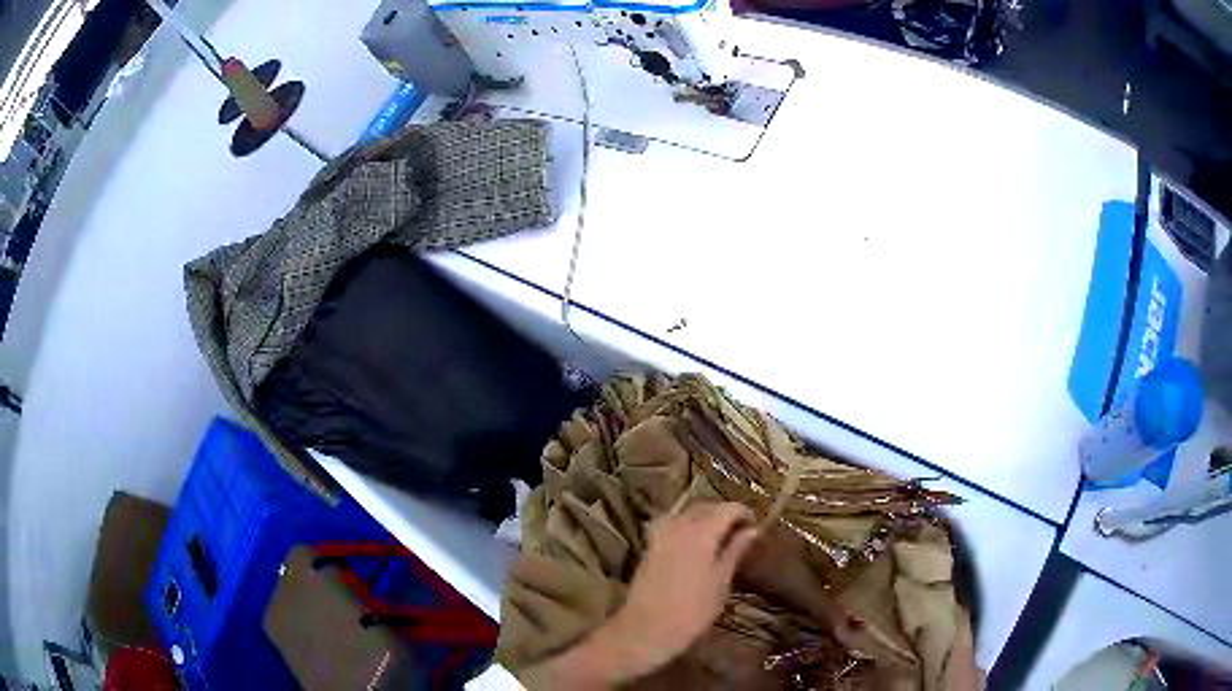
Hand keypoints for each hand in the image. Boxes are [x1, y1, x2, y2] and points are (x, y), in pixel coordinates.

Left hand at [518, 502, 758, 689]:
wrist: (646, 629)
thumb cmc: (692, 611)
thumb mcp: (721, 582)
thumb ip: (735, 551)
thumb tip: (752, 530)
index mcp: (701, 532)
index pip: (728, 509)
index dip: (744, 513)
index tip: (755, 525)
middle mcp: (679, 525)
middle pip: (705, 507)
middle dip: (724, 513)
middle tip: (741, 531)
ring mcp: (660, 534)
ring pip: (687, 513)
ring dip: (705, 518)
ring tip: (720, 537)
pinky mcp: (650, 546)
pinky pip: (672, 524)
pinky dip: (686, 526)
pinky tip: (695, 543)